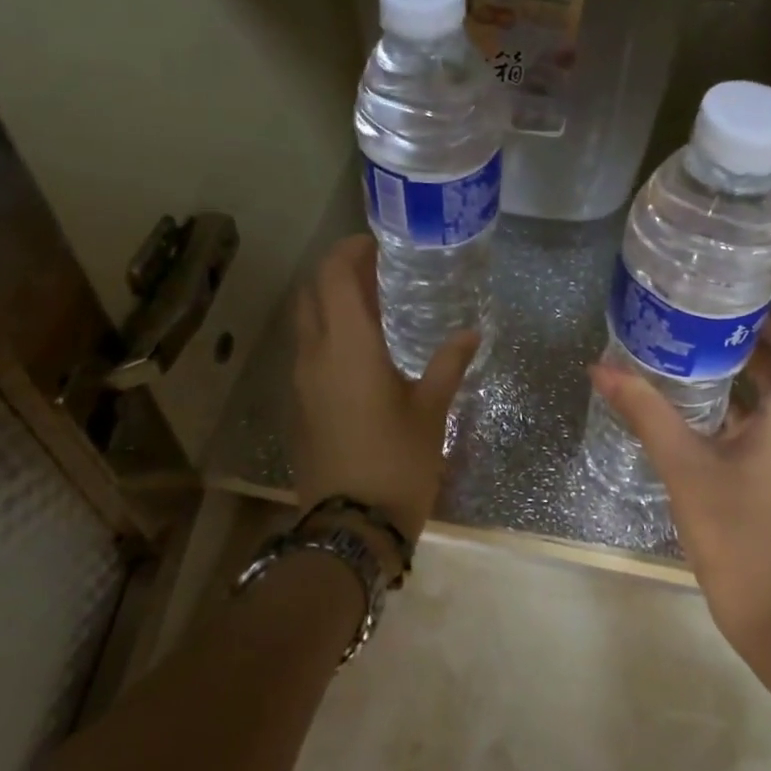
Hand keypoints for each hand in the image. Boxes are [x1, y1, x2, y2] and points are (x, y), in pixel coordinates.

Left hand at [291, 235, 477, 540]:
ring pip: (306, 321)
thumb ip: (448, 365)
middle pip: (312, 293)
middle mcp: (315, 355)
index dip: (348, 251)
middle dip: (338, 271)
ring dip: (331, 301)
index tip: (376, 243)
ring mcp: (302, 381)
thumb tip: (469, 334)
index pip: (333, 277)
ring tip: (374, 303)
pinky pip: (309, 349)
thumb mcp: (430, 411)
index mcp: (347, 347)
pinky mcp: (301, 404)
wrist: (350, 527)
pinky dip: (328, 331)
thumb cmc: (397, 462)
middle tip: (378, 269)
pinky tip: (363, 347)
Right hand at [590, 262, 770, 660]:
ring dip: (753, 349)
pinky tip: (694, 388)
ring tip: (697, 328)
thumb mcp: (686, 472)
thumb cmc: (747, 543)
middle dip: (770, 310)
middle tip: (716, 291)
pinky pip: (770, 408)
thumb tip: (602, 369)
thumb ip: (646, 414)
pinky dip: (741, 388)